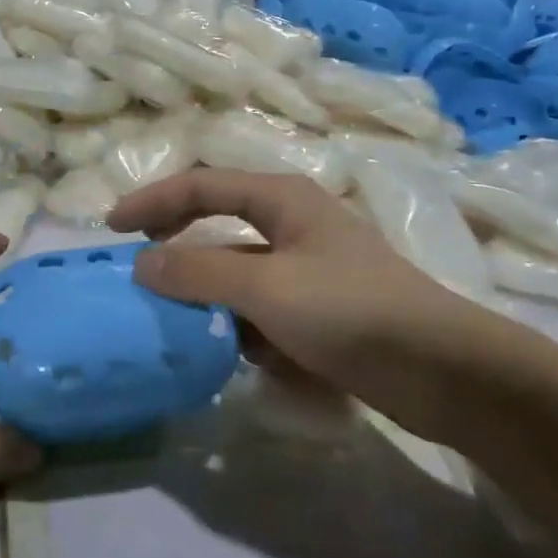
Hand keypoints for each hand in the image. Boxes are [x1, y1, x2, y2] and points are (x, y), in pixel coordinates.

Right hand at [109, 170, 513, 431]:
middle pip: (218, 227)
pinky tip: (233, 356)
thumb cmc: (351, 311)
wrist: (444, 372)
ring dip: (207, 297)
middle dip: (178, 250)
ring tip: (174, 325)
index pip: (202, 185)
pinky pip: (263, 311)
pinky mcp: (321, 312)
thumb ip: (199, 273)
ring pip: (239, 275)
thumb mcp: (266, 288)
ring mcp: (309, 270)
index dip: (154, 200)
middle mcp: (294, 226)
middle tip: (137, 275)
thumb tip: (141, 265)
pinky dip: (241, 327)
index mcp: (283, 200)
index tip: (113, 228)